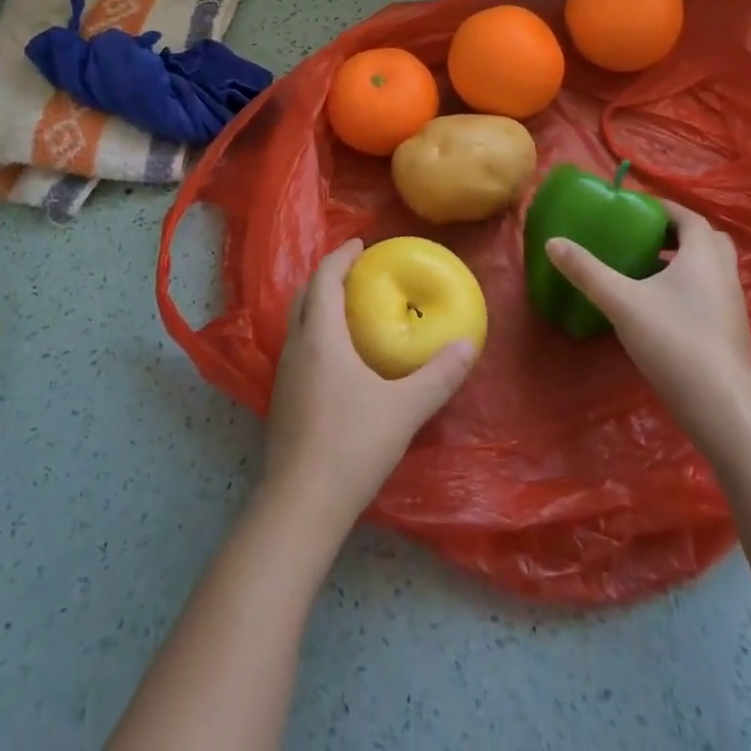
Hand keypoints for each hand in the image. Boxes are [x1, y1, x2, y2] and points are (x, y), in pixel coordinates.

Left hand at [261, 239, 478, 530]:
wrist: (300, 506)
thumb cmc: (352, 446)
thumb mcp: (404, 409)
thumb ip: (439, 375)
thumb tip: (468, 343)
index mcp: (321, 337)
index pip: (325, 279)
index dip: (341, 256)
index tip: (361, 244)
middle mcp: (296, 348)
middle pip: (305, 296)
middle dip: (328, 276)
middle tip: (356, 272)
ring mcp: (284, 376)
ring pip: (298, 323)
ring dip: (319, 306)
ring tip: (349, 309)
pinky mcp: (282, 402)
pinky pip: (298, 348)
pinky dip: (315, 333)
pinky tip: (338, 358)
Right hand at [547, 198, 750, 410]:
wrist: (722, 408)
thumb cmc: (674, 341)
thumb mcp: (621, 301)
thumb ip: (586, 271)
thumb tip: (552, 242)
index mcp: (703, 255)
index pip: (688, 217)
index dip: (663, 208)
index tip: (634, 208)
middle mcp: (724, 274)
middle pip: (706, 240)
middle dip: (676, 233)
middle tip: (643, 236)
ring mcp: (731, 306)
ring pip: (710, 269)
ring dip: (683, 261)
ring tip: (645, 269)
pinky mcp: (729, 333)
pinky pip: (709, 293)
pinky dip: (688, 287)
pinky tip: (658, 307)